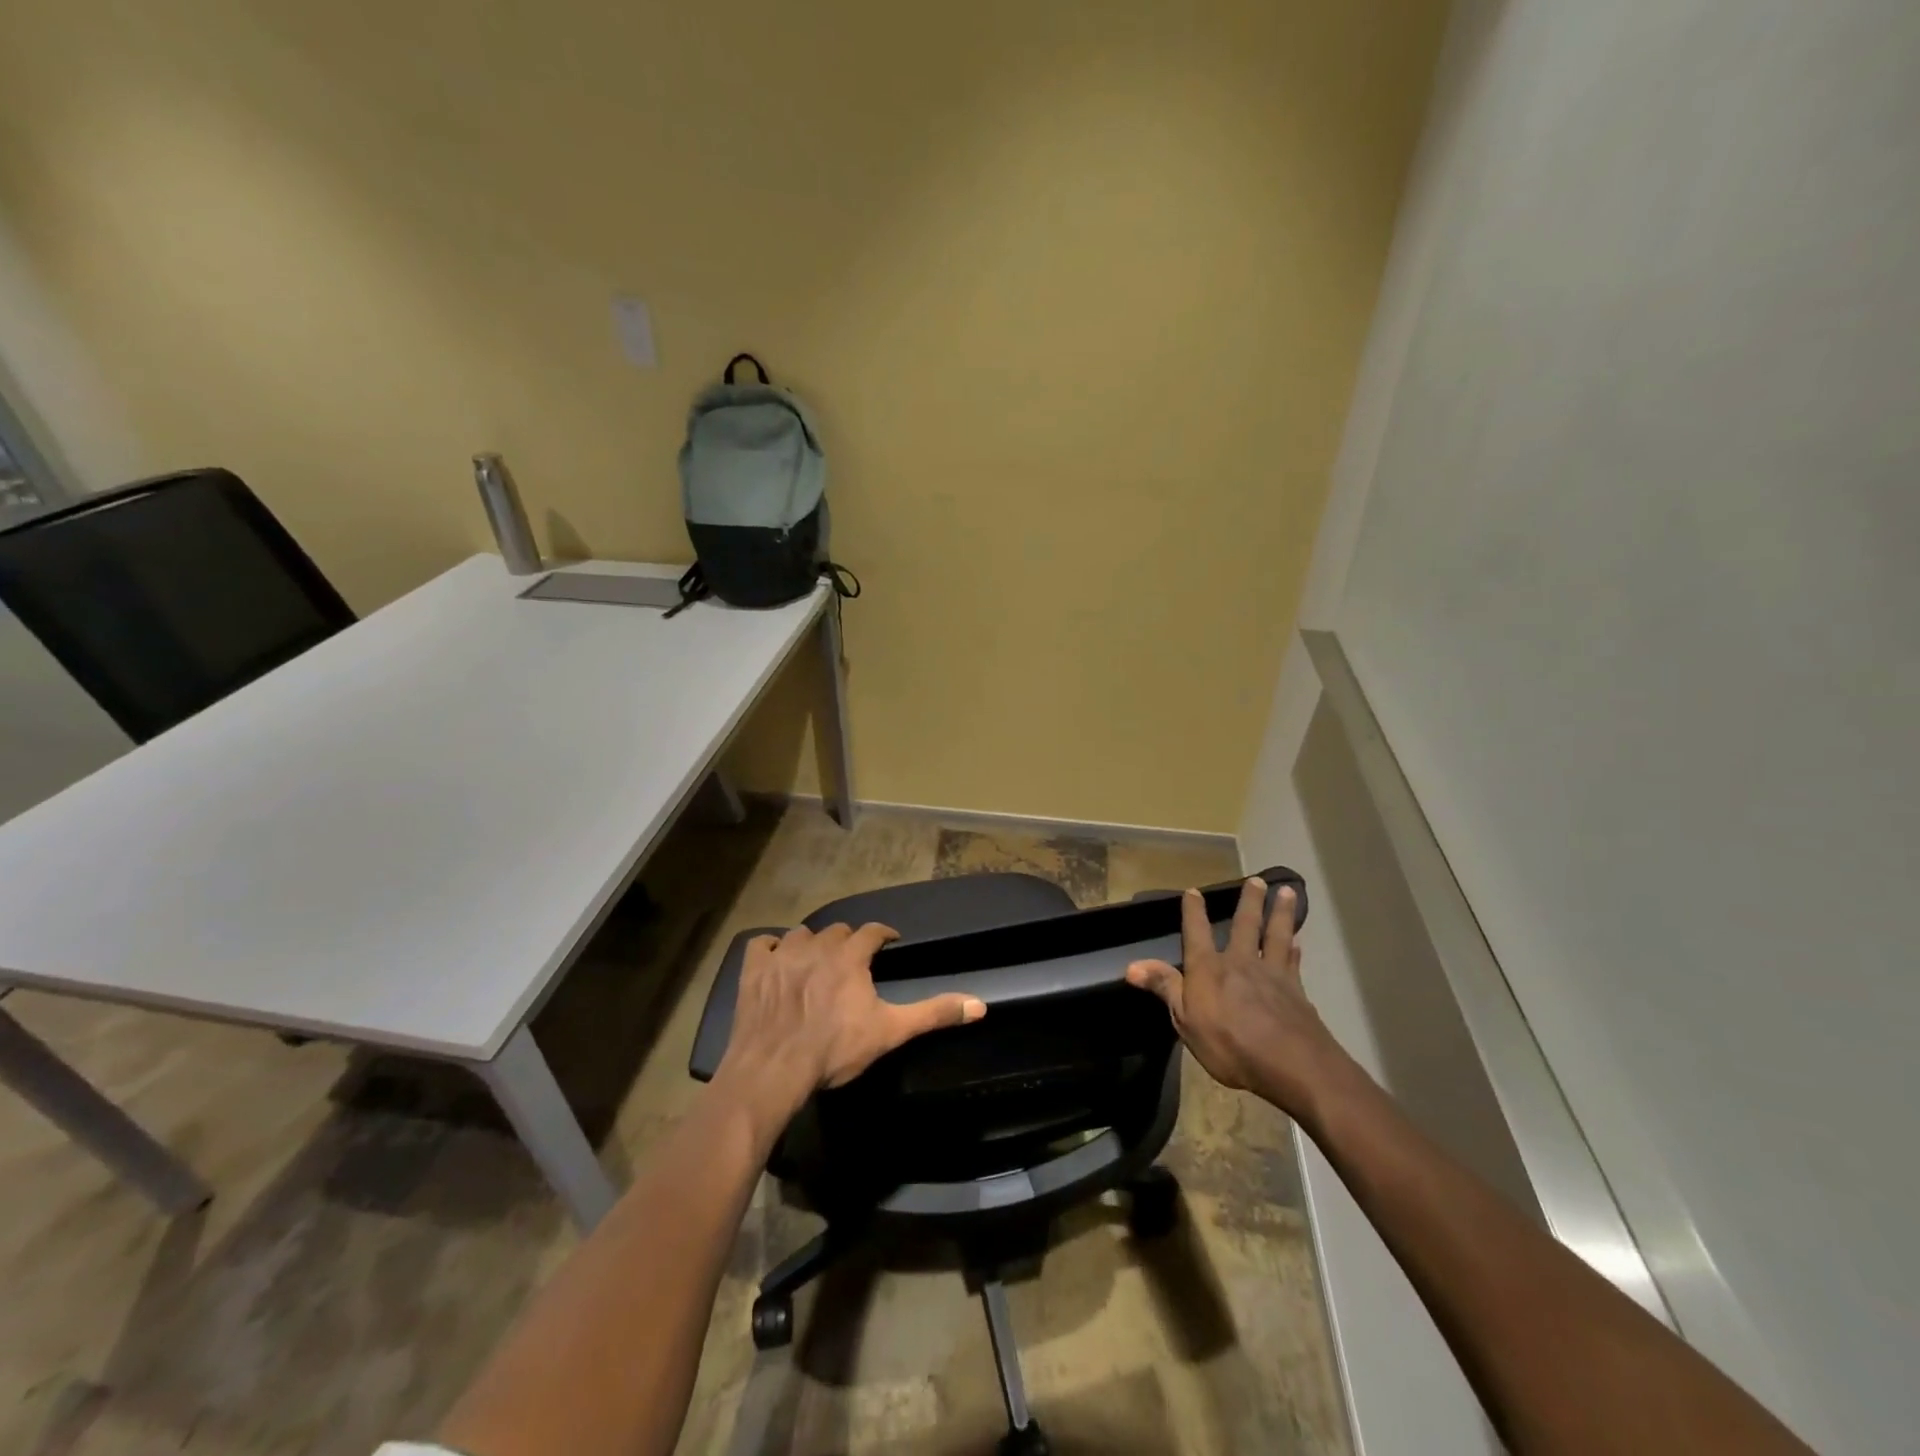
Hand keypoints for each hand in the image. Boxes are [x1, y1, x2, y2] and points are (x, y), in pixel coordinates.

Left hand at [720, 922, 986, 1120]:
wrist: (773, 1069)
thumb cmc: (834, 1049)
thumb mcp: (890, 1032)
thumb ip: (933, 1013)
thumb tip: (980, 1004)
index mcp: (849, 956)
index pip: (872, 931)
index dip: (883, 934)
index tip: (889, 942)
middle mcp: (816, 946)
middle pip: (836, 931)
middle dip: (847, 941)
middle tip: (852, 960)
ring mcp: (781, 955)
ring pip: (800, 934)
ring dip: (811, 943)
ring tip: (816, 960)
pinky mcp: (752, 970)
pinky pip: (760, 944)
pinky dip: (768, 948)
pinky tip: (774, 960)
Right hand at [1125, 878, 1337, 1113]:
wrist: (1291, 1064)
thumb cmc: (1229, 1043)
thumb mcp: (1185, 1019)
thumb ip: (1164, 987)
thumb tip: (1131, 966)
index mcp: (1209, 968)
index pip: (1197, 932)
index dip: (1193, 911)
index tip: (1193, 891)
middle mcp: (1240, 962)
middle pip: (1245, 925)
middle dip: (1249, 901)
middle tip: (1257, 880)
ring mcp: (1272, 974)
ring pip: (1276, 935)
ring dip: (1281, 913)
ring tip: (1288, 892)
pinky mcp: (1296, 991)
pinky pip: (1294, 963)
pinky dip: (1295, 950)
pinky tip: (1299, 942)